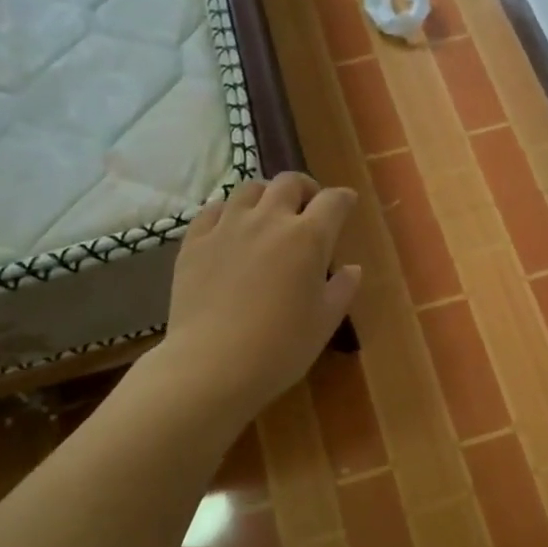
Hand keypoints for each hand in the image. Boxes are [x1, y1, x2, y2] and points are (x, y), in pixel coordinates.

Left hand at [157, 174, 361, 418]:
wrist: (214, 364)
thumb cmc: (281, 347)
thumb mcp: (325, 321)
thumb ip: (342, 289)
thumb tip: (352, 268)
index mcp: (308, 238)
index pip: (333, 201)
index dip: (343, 199)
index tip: (347, 204)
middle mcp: (269, 220)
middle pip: (289, 182)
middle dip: (305, 188)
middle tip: (309, 206)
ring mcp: (227, 227)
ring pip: (249, 189)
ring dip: (266, 195)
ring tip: (268, 213)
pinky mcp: (195, 241)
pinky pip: (213, 209)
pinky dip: (229, 210)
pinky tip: (231, 227)